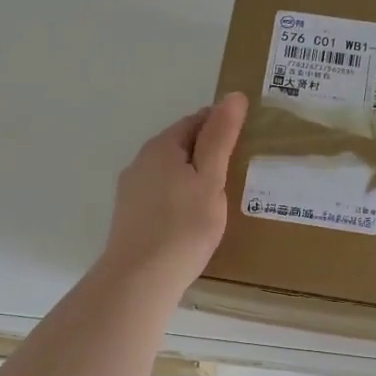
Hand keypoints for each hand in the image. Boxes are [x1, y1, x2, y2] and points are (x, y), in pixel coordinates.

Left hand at [99, 93, 248, 293]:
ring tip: (219, 196)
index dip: (221, 125)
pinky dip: (179, 196)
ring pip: (169, 171)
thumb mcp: (210, 179)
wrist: (140, 279)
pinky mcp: (129, 216)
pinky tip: (192, 218)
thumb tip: (233, 96)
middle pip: (180, 145)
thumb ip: (221, 138)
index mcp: (161, 147)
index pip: (196, 121)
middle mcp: (141, 161)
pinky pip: (161, 194)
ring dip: (192, 175)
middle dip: (207, 151)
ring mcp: (131, 190)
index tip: (246, 140)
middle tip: (238, 169)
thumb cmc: (183, 227)